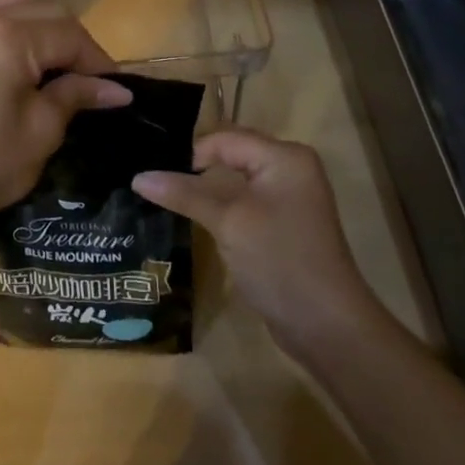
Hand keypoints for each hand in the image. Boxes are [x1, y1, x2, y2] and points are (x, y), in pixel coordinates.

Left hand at [0, 0, 131, 245]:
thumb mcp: (40, 134)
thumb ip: (76, 96)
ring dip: (39, 19)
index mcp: (12, 40)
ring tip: (55, 54)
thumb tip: (117, 88)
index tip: (115, 90)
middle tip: (89, 85)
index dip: (98, 63)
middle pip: (46, 15)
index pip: (71, 38)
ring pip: (10, 1)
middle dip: (74, 46)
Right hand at [133, 129, 395, 355]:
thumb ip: (185, 194)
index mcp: (285, 157)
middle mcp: (291, 169)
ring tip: (167, 199)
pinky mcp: (284, 225)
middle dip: (196, 169)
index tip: (159, 178)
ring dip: (206, 191)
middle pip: (232, 155)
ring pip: (236, 181)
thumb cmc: (279, 260)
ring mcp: (290, 198)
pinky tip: (196, 220)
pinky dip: (221, 209)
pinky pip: (245, 203)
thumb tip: (138, 177)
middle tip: (155, 182)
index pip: (225, 138)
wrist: (327, 325)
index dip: (191, 154)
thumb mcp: (227, 222)